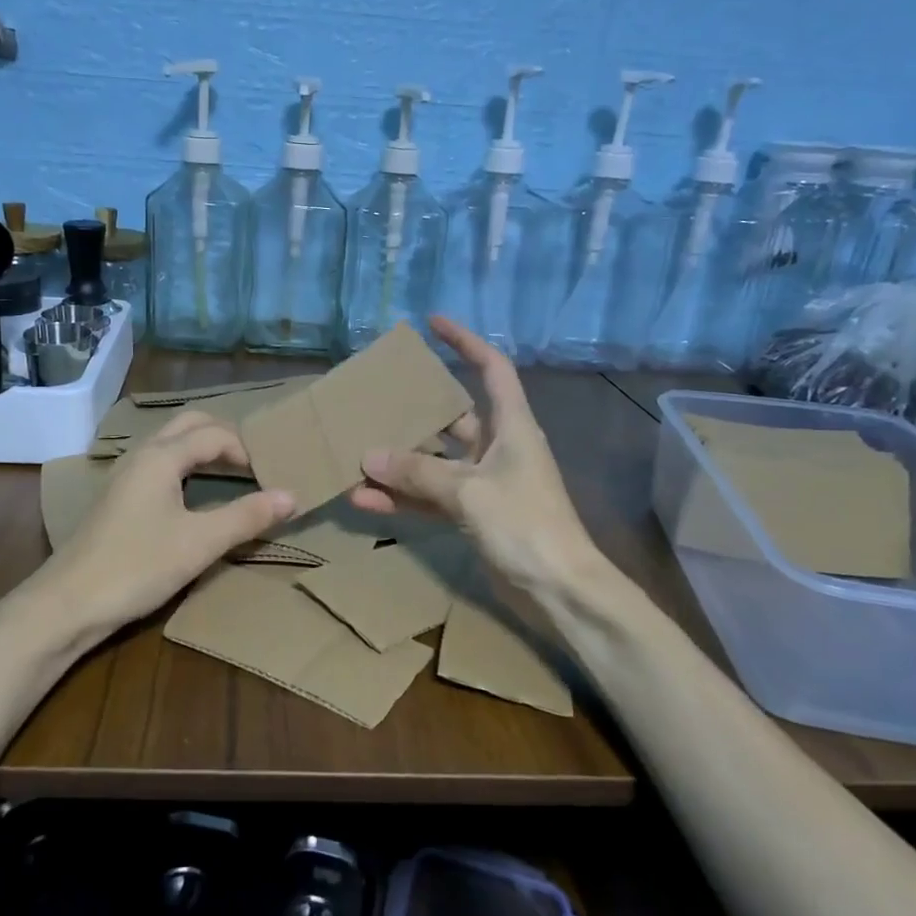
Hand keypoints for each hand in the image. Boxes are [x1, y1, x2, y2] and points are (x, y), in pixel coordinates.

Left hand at [42, 410, 295, 639]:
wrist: (67, 604)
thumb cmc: (136, 566)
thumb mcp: (200, 543)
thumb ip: (246, 516)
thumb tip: (292, 496)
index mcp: (161, 456)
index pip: (214, 434)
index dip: (247, 449)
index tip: (272, 474)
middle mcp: (141, 455)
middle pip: (189, 425)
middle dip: (224, 436)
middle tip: (255, 463)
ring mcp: (124, 476)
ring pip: (170, 443)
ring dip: (203, 449)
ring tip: (233, 474)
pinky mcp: (117, 498)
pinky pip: (159, 464)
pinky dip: (185, 467)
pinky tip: (194, 496)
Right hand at [351, 316, 597, 599]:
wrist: (560, 591)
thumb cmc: (525, 525)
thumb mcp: (469, 491)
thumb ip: (417, 472)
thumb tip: (368, 456)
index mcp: (512, 426)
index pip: (491, 368)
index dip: (465, 342)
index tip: (433, 324)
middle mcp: (499, 447)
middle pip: (453, 416)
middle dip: (415, 409)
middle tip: (376, 397)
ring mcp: (485, 483)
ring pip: (435, 462)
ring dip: (399, 463)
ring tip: (356, 456)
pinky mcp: (474, 515)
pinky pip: (431, 498)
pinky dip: (403, 499)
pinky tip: (365, 501)